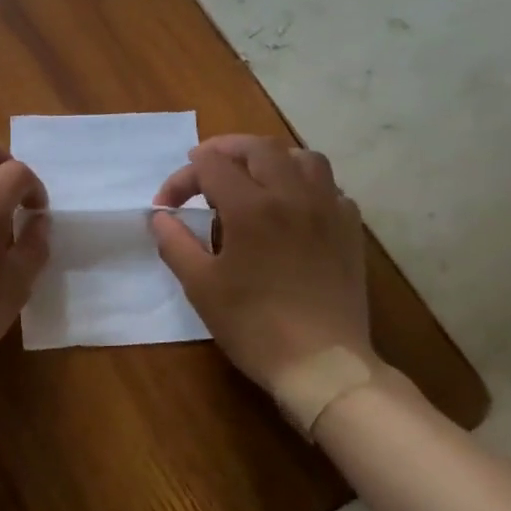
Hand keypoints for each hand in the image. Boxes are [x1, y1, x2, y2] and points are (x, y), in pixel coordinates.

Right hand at [150, 135, 371, 403]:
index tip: (166, 206)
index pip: (210, 166)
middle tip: (202, 167)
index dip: (181, 179)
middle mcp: (293, 195)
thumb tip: (160, 217)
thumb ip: (175, 243)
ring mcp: (328, 209)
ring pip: (302, 157)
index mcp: (251, 207)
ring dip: (270, 158)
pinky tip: (291, 207)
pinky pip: (328, 186)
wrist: (321, 363)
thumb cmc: (253, 325)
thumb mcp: (200, 286)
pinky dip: (303, 183)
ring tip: (251, 177)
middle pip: (258, 148)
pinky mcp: (349, 229)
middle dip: (224, 150)